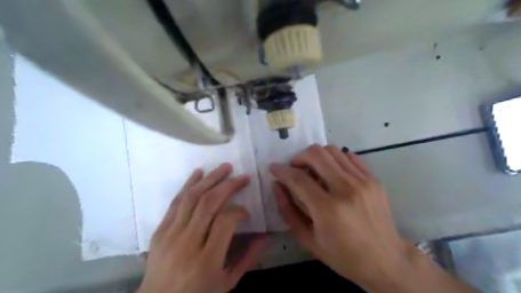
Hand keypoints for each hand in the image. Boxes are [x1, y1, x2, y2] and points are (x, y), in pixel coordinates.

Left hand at [138, 164, 264, 292]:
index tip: (246, 212)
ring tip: (225, 167)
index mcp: (206, 261)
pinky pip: (175, 202)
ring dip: (210, 179)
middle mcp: (187, 244)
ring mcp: (170, 235)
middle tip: (243, 176)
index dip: (239, 211)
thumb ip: (248, 258)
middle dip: (228, 186)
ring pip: (192, 198)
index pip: (225, 222)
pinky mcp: (160, 230)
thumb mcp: (227, 283)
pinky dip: (188, 184)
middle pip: (209, 203)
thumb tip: (266, 235)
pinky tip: (199, 173)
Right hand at [271, 145, 413, 286]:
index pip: (298, 178)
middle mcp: (346, 189)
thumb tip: (277, 186)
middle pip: (316, 155)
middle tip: (295, 168)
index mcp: (327, 209)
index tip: (273, 168)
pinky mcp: (373, 180)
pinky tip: (331, 172)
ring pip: (332, 151)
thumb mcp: (308, 239)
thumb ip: (288, 210)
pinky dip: (335, 159)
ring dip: (316, 156)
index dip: (281, 170)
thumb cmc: (343, 255)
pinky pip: (349, 157)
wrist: (386, 260)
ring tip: (312, 169)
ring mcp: (362, 182)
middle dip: (299, 158)